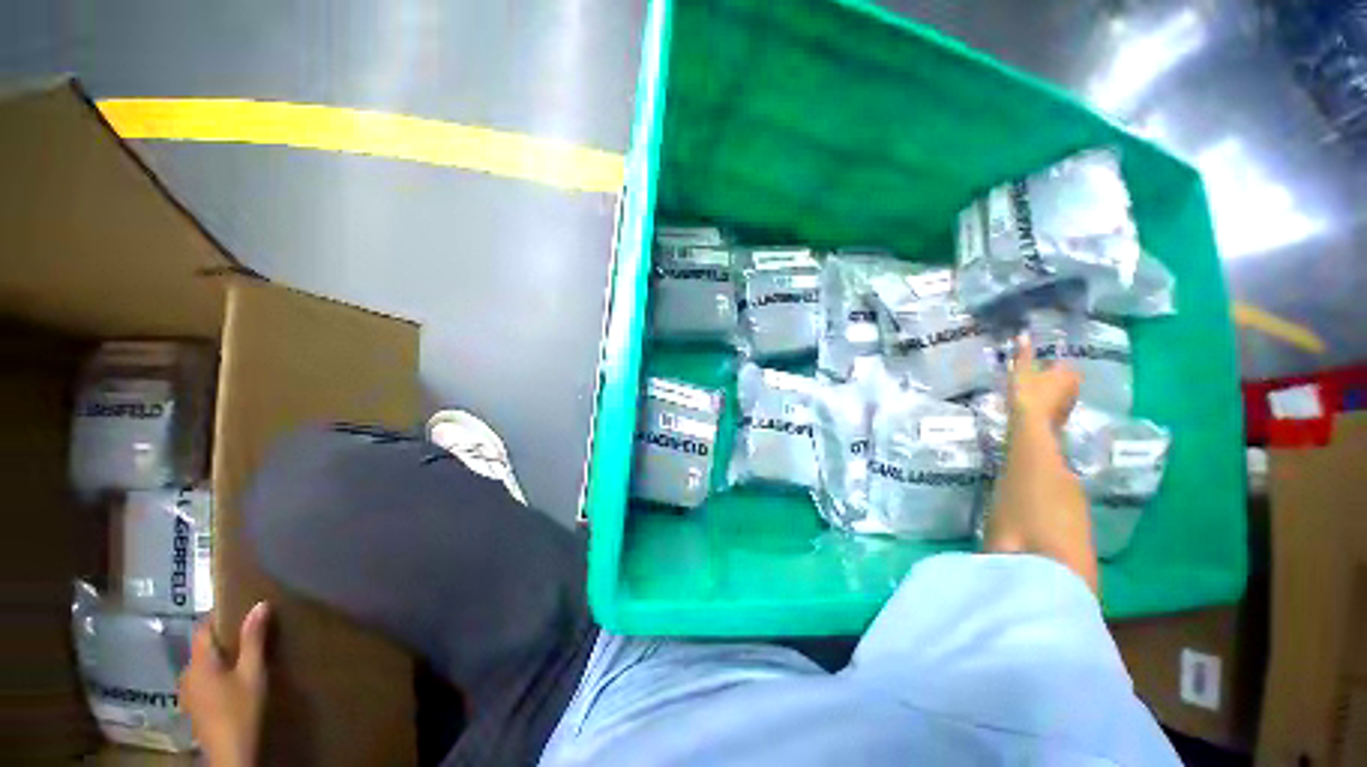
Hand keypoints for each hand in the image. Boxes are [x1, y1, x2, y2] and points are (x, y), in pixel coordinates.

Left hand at [180, 602, 269, 766]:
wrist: (230, 753)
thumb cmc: (241, 709)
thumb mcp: (252, 673)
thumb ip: (253, 640)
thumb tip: (259, 605)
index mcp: (199, 661)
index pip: (203, 628)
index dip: (219, 615)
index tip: (240, 607)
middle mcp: (187, 672)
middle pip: (203, 648)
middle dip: (222, 639)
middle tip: (248, 634)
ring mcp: (187, 692)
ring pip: (202, 665)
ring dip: (219, 658)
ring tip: (243, 658)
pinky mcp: (193, 706)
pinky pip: (203, 680)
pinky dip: (216, 674)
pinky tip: (232, 682)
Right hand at [1007, 336, 1079, 427]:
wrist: (1032, 426)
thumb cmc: (1027, 394)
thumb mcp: (1021, 371)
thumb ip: (1023, 354)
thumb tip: (1023, 334)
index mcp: (1067, 371)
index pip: (1060, 359)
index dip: (1047, 359)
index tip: (1035, 361)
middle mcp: (1074, 384)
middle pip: (1063, 374)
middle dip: (1051, 372)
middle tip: (1034, 373)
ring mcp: (1071, 400)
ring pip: (1061, 388)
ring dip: (1050, 387)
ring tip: (1033, 388)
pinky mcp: (1064, 414)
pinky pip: (1057, 401)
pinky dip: (1049, 399)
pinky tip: (1036, 402)